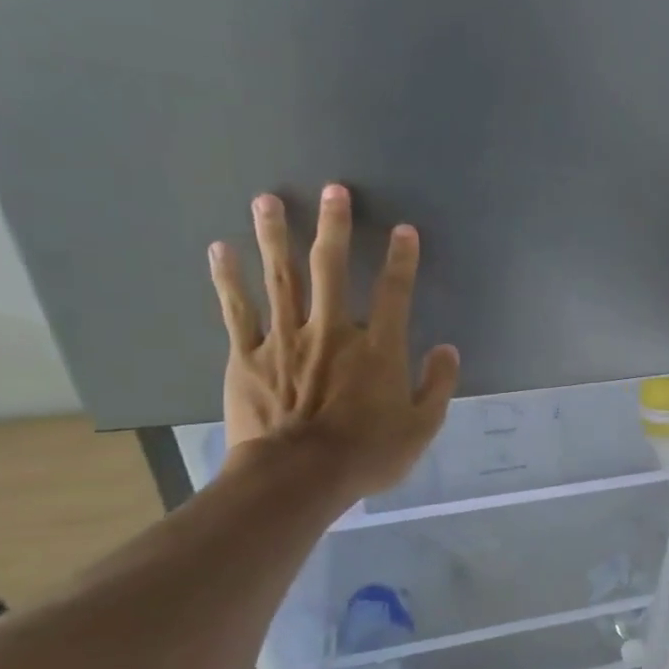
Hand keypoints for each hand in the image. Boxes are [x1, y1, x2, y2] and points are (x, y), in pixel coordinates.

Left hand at [209, 185, 459, 499]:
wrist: (297, 478)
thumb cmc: (367, 455)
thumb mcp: (421, 428)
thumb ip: (437, 385)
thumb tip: (447, 349)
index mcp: (378, 349)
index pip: (394, 293)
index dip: (401, 259)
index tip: (404, 230)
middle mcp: (332, 332)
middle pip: (332, 269)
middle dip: (334, 227)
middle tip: (333, 190)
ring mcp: (285, 339)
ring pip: (280, 278)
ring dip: (275, 236)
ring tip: (269, 199)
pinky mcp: (248, 356)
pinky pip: (237, 310)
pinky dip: (228, 278)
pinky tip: (221, 248)